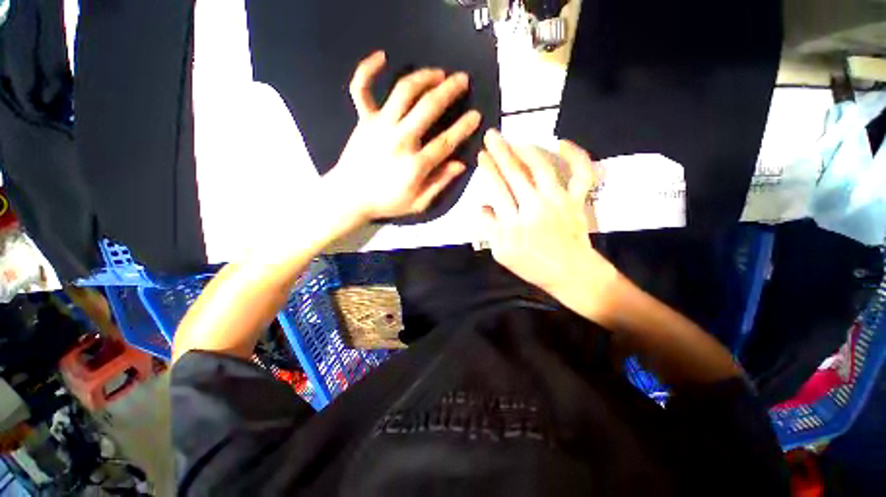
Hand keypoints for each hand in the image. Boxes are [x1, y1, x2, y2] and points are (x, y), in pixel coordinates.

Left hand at [325, 51, 481, 221]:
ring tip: (438, 73)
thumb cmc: (386, 202)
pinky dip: (368, 69)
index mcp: (415, 165)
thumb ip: (439, 183)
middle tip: (463, 80)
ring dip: (423, 77)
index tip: (476, 115)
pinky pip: (361, 88)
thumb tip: (460, 164)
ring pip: (403, 91)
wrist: (350, 197)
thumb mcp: (418, 203)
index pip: (446, 141)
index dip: (464, 127)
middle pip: (428, 108)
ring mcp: (379, 126)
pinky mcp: (363, 120)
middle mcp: (399, 140)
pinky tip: (381, 56)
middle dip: (450, 90)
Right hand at [478, 129, 620, 321]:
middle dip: (501, 152)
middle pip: (514, 174)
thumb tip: (483, 206)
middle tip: (492, 135)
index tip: (481, 155)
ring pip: (541, 168)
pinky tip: (562, 142)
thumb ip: (490, 229)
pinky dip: (576, 155)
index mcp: (514, 223)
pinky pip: (581, 173)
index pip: (497, 189)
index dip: (488, 169)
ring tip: (515, 139)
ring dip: (526, 150)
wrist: (570, 273)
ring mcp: (559, 201)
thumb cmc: (533, 266)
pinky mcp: (577, 200)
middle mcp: (535, 207)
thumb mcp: (502, 253)